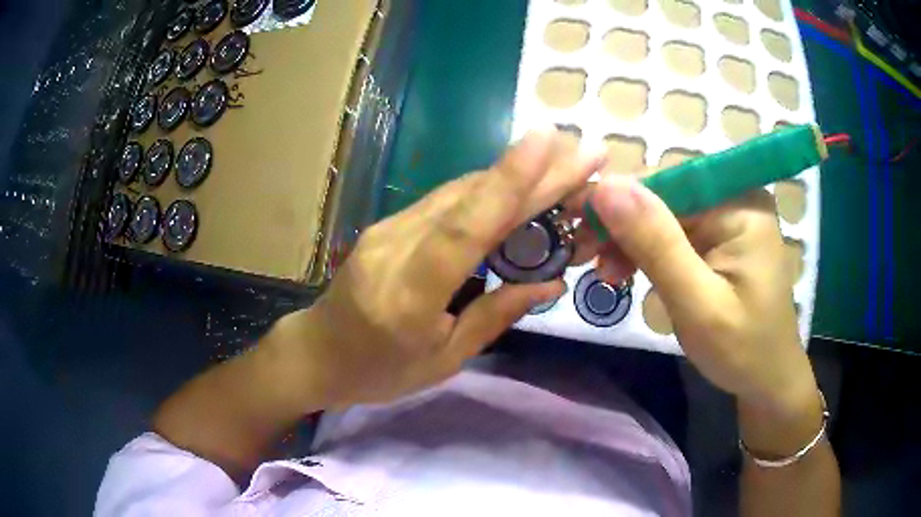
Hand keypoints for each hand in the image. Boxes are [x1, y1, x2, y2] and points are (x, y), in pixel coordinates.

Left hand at [267, 129, 604, 406]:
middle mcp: (394, 248)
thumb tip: (550, 283)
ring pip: (459, 192)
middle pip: (469, 199)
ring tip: (564, 165)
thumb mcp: (443, 360)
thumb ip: (494, 316)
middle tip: (584, 152)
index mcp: (408, 297)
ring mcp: (387, 229)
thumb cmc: (379, 372)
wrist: (316, 354)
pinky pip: (445, 201)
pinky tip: (520, 187)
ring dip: (514, 176)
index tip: (547, 142)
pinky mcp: (388, 224)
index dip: (507, 182)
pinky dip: (487, 191)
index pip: (463, 229)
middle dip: (533, 171)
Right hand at [587, 174, 818, 418]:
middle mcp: (736, 198)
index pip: (669, 183)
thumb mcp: (698, 303)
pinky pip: (675, 233)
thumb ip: (657, 245)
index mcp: (741, 204)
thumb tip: (608, 188)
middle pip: (666, 197)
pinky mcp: (721, 238)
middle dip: (625, 228)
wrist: (767, 380)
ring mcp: (729, 217)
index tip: (578, 227)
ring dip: (632, 242)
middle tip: (591, 262)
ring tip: (609, 275)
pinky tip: (631, 272)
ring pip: (665, 215)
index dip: (620, 201)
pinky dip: (649, 253)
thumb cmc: (741, 350)